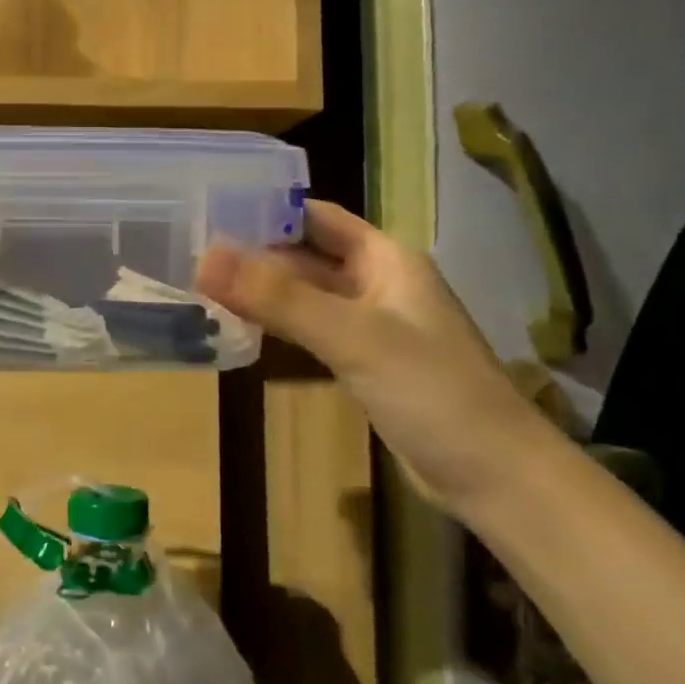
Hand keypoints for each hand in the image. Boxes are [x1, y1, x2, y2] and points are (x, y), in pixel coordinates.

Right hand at [197, 199, 548, 510]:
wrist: (494, 475)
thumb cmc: (431, 390)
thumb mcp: (352, 336)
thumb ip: (278, 297)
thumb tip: (203, 257)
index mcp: (384, 258)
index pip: (315, 216)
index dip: (265, 208)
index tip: (207, 209)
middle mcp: (377, 282)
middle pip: (306, 254)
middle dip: (255, 251)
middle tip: (190, 250)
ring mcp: (371, 325)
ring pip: (306, 294)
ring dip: (263, 290)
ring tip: (201, 284)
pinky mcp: (364, 363)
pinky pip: (311, 330)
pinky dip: (278, 324)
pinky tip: (240, 327)